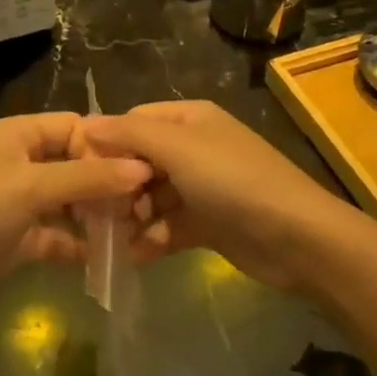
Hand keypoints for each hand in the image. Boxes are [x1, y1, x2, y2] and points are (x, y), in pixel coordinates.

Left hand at [0, 113, 150, 334]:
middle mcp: (19, 162)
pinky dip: (77, 243)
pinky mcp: (16, 239)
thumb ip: (88, 178)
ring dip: (95, 215)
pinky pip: (56, 234)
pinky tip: (105, 258)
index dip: (105, 147)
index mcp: (17, 135)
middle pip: (74, 164)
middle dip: (105, 184)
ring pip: (68, 201)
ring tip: (130, 232)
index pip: (74, 127)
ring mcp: (17, 202)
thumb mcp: (31, 187)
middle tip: (140, 207)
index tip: (140, 173)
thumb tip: (142, 169)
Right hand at [81, 101, 350, 292]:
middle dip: (117, 186)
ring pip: (151, 197)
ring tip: (110, 240)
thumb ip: (130, 134)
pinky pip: (168, 226)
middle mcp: (193, 148)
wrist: (296, 237)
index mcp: (189, 119)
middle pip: (139, 161)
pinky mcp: (207, 223)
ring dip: (131, 217)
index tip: (81, 173)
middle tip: (93, 215)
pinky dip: (152, 239)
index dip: (106, 144)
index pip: (133, 122)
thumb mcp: (178, 148)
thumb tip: (85, 124)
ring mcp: (201, 187)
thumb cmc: (232, 181)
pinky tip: (134, 256)